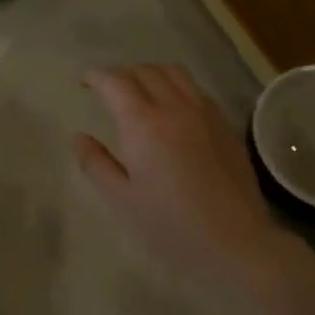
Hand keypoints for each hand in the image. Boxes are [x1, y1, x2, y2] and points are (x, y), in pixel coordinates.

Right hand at [74, 64, 290, 292]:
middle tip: (107, 89)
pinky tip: (172, 110)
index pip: (116, 82)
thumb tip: (80, 138)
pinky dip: (176, 88)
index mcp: (144, 124)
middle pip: (146, 71)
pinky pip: (196, 91)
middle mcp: (176, 108)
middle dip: (122, 73)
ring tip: (139, 91)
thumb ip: (96, 164)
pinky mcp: (226, 127)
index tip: (84, 82)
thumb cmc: (170, 226)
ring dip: (151, 74)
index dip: (96, 76)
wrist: (235, 243)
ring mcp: (206, 114)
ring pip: (175, 74)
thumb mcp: (121, 200)